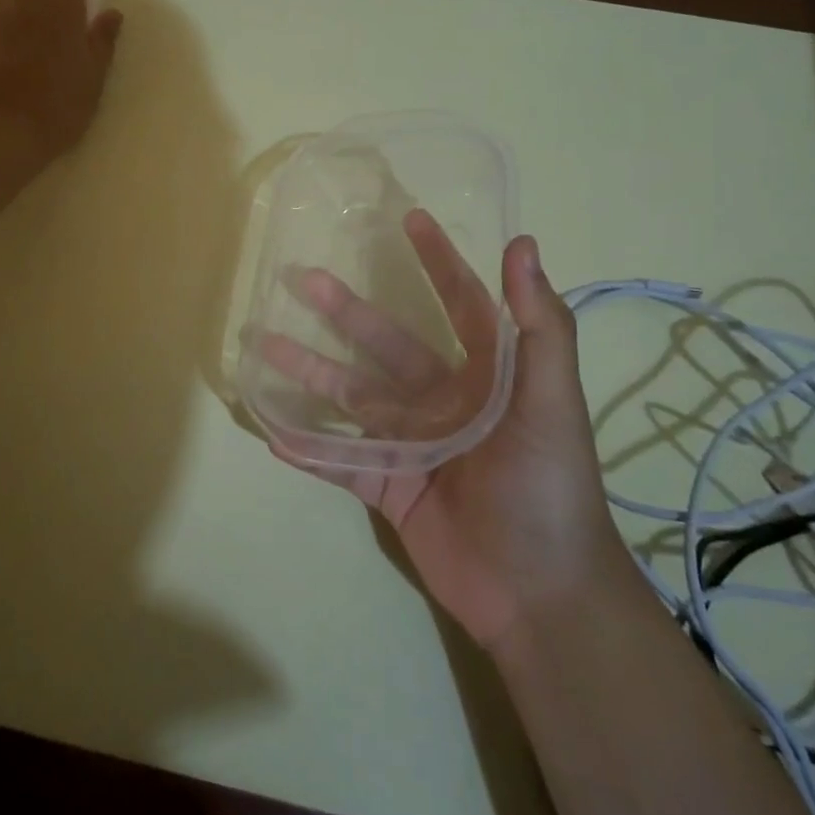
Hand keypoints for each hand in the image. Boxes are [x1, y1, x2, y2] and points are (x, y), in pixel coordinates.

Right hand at [257, 212, 629, 649]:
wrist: (540, 596)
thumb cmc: (550, 488)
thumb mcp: (552, 403)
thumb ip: (539, 327)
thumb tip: (521, 243)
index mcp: (485, 375)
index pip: (459, 303)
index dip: (438, 261)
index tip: (410, 219)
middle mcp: (443, 400)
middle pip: (384, 343)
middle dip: (344, 310)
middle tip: (301, 278)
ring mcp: (411, 442)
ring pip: (350, 397)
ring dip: (308, 372)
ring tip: (263, 346)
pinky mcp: (389, 486)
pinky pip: (340, 460)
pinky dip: (308, 448)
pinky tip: (271, 429)